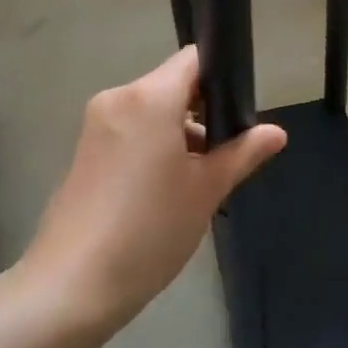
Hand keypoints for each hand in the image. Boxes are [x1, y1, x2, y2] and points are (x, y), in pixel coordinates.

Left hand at [22, 46, 285, 328]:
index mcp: (150, 97)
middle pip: (173, 86)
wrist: (70, 287)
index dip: (222, 76)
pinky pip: (130, 130)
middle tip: (226, 155)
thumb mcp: (206, 191)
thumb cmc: (149, 230)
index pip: (194, 59)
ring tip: (198, 181)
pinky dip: (152, 146)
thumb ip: (242, 153)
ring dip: (178, 133)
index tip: (240, 111)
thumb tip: (277, 132)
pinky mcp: (84, 150)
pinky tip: (164, 191)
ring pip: (152, 110)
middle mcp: (119, 98)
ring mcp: (96, 124)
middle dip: (203, 113)